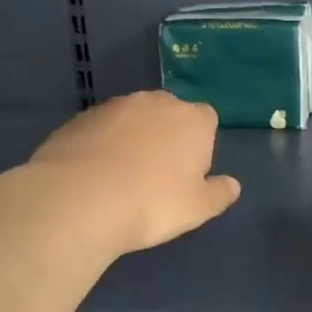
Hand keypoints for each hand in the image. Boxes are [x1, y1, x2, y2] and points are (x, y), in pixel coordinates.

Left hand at [21, 91, 240, 257]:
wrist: (79, 199)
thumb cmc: (152, 203)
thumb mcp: (198, 208)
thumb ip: (219, 193)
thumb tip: (232, 185)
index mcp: (192, 120)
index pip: (207, 119)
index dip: (201, 144)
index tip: (189, 172)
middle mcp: (156, 103)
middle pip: (169, 114)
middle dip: (167, 136)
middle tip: (158, 175)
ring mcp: (115, 107)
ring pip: (133, 119)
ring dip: (133, 139)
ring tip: (122, 177)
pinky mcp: (80, 118)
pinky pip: (101, 130)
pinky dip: (102, 145)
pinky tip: (95, 175)